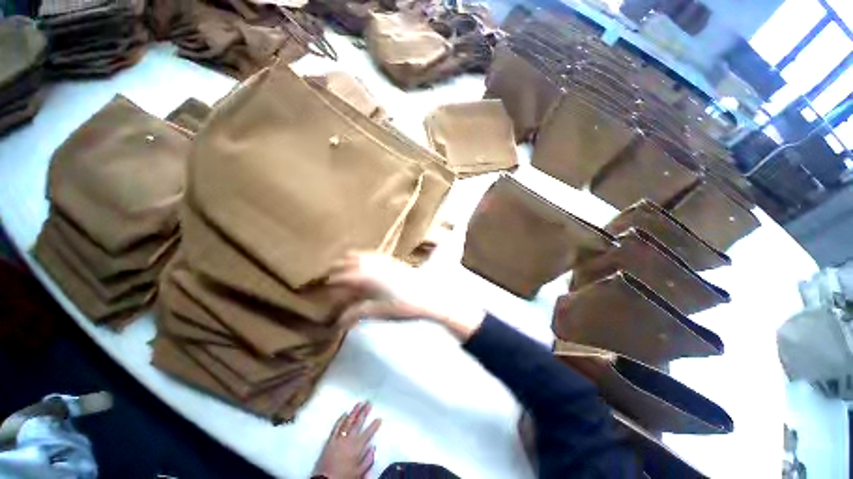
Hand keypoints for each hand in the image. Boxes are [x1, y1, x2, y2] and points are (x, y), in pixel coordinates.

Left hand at [313, 402, 380, 478]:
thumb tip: (373, 448)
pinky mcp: (330, 441)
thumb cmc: (343, 477)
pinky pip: (336, 427)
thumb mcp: (359, 472)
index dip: (374, 425)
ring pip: (347, 422)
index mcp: (356, 447)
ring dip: (354, 412)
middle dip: (364, 413)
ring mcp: (338, 439)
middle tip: (369, 403)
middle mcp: (348, 440)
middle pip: (358, 423)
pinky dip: (340, 420)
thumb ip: (367, 460)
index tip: (379, 418)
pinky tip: (344, 414)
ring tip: (359, 403)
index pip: (368, 433)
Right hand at [327, 253, 485, 339]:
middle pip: (348, 262)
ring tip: (345, 272)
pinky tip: (364, 267)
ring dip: (349, 262)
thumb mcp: (378, 312)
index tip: (325, 289)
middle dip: (337, 269)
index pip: (341, 277)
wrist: (429, 295)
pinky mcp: (392, 260)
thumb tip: (339, 320)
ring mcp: (383, 260)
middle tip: (331, 280)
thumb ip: (357, 312)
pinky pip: (372, 255)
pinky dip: (363, 259)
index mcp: (366, 276)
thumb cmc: (403, 305)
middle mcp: (373, 264)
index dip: (331, 283)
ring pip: (360, 255)